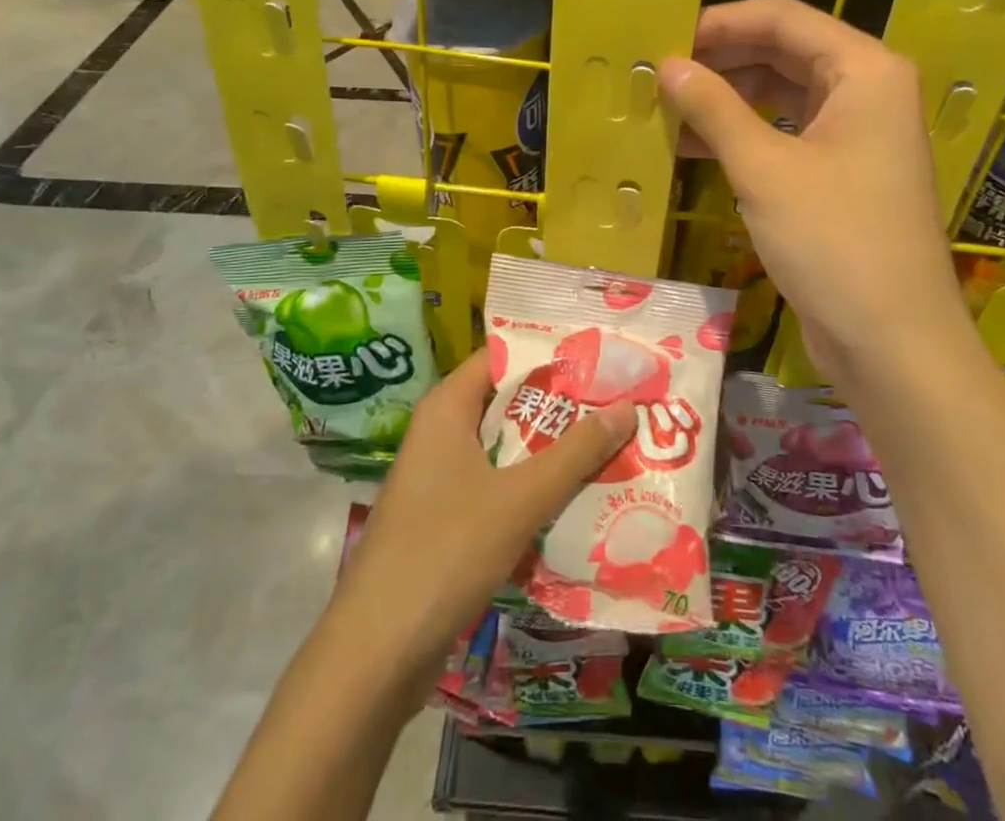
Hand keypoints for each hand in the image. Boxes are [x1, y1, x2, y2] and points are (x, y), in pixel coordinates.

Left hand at [331, 348, 634, 702]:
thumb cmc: (445, 552)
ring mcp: (440, 477)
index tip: (600, 354)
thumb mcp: (520, 498)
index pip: (502, 355)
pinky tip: (576, 497)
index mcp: (447, 408)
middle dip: (561, 404)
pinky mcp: (445, 519)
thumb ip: (575, 452)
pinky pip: (497, 486)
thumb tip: (628, 406)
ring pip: (505, 448)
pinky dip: (533, 486)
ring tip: (612, 441)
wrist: (376, 653)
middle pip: (508, 401)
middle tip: (619, 398)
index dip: (550, 352)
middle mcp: (441, 432)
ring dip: (551, 448)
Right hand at [658, 0, 965, 384]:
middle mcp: (867, 90)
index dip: (721, 21)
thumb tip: (667, 66)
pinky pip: (788, 133)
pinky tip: (694, 148)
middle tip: (660, 72)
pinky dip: (744, 135)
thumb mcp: (764, 169)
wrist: (894, 342)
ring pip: (783, 93)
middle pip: (784, 51)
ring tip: (667, 108)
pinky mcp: (844, 172)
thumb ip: (713, 108)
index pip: (783, 18)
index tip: (666, 36)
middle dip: (721, 59)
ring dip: (727, 99)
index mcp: (864, 70)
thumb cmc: (834, 240)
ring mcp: (858, 133)